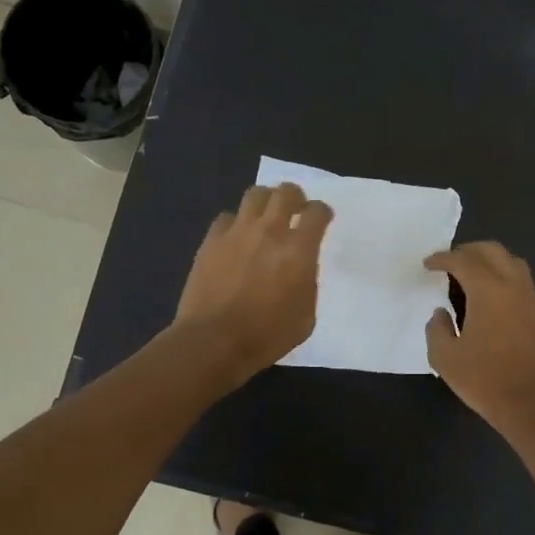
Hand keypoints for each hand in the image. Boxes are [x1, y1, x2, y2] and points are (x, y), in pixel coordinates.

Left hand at [175, 183, 332, 385]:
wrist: (213, 342)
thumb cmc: (266, 336)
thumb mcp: (305, 317)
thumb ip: (308, 285)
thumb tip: (300, 270)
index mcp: (298, 251)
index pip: (317, 213)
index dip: (322, 213)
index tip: (322, 220)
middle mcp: (269, 232)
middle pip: (286, 192)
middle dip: (296, 197)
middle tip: (295, 210)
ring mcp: (237, 233)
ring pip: (255, 195)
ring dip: (266, 201)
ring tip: (266, 216)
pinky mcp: (211, 241)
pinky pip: (227, 217)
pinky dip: (236, 223)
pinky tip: (237, 238)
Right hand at [423, 241, 534, 439]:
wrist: (530, 404)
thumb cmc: (484, 379)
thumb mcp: (445, 357)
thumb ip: (437, 328)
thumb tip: (441, 313)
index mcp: (488, 290)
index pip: (463, 260)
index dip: (442, 258)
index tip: (427, 265)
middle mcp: (512, 285)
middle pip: (491, 250)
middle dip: (467, 251)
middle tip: (448, 264)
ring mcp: (528, 299)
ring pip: (510, 261)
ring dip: (488, 259)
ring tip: (468, 275)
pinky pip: (518, 279)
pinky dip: (500, 275)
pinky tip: (486, 296)